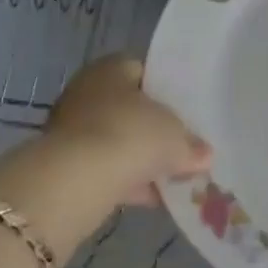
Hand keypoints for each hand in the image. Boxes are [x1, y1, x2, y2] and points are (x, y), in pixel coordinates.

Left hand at [0, 55, 209, 255]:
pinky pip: (103, 168)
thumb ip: (191, 144)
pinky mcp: (63, 165)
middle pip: (129, 108)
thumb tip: (205, 155)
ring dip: (139, 159)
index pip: (144, 72)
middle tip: (180, 146)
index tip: (186, 112)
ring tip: (171, 178)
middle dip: (152, 129)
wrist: (73, 182)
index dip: (167, 91)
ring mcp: (71, 129)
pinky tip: (151, 199)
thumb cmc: (129, 135)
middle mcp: (88, 91)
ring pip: (116, 140)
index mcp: (112, 68)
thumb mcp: (174, 137)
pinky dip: (124, 180)